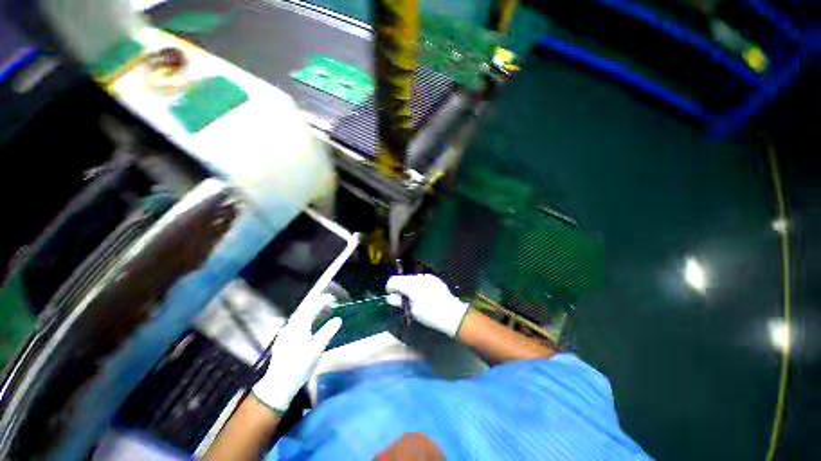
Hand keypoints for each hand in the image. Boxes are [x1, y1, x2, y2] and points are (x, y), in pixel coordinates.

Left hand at [252, 296, 341, 411]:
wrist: (278, 385)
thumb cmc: (299, 367)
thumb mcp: (316, 350)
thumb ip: (327, 332)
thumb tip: (338, 319)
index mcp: (298, 327)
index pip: (311, 308)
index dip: (322, 302)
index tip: (331, 298)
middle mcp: (290, 326)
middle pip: (304, 310)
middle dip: (316, 304)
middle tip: (328, 302)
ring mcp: (285, 333)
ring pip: (299, 317)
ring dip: (311, 311)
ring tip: (321, 311)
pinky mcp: (283, 340)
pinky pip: (296, 323)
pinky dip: (305, 319)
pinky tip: (310, 324)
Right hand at [386, 274, 468, 336]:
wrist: (452, 314)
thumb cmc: (430, 314)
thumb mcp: (412, 311)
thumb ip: (399, 302)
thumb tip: (391, 297)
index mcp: (411, 285)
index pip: (393, 280)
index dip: (390, 288)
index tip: (393, 297)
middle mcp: (418, 277)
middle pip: (403, 278)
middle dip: (400, 287)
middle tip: (404, 300)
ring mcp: (427, 276)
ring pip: (412, 278)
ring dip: (409, 286)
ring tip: (415, 298)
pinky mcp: (434, 278)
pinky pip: (421, 279)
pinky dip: (419, 285)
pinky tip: (425, 295)